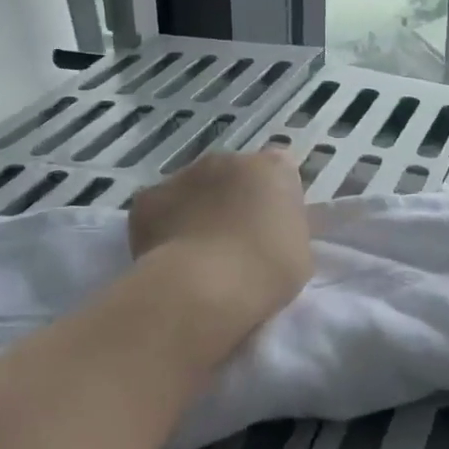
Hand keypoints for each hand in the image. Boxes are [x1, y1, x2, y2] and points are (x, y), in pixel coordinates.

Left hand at [129, 150, 312, 325]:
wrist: (206, 288)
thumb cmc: (266, 272)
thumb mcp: (300, 251)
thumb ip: (285, 228)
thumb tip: (270, 230)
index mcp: (273, 169)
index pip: (279, 173)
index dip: (275, 201)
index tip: (272, 230)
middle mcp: (228, 160)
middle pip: (233, 175)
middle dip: (234, 201)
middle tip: (236, 243)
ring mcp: (183, 175)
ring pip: (194, 190)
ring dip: (197, 211)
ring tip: (200, 255)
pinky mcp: (148, 199)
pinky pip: (160, 210)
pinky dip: (164, 228)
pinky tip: (171, 258)